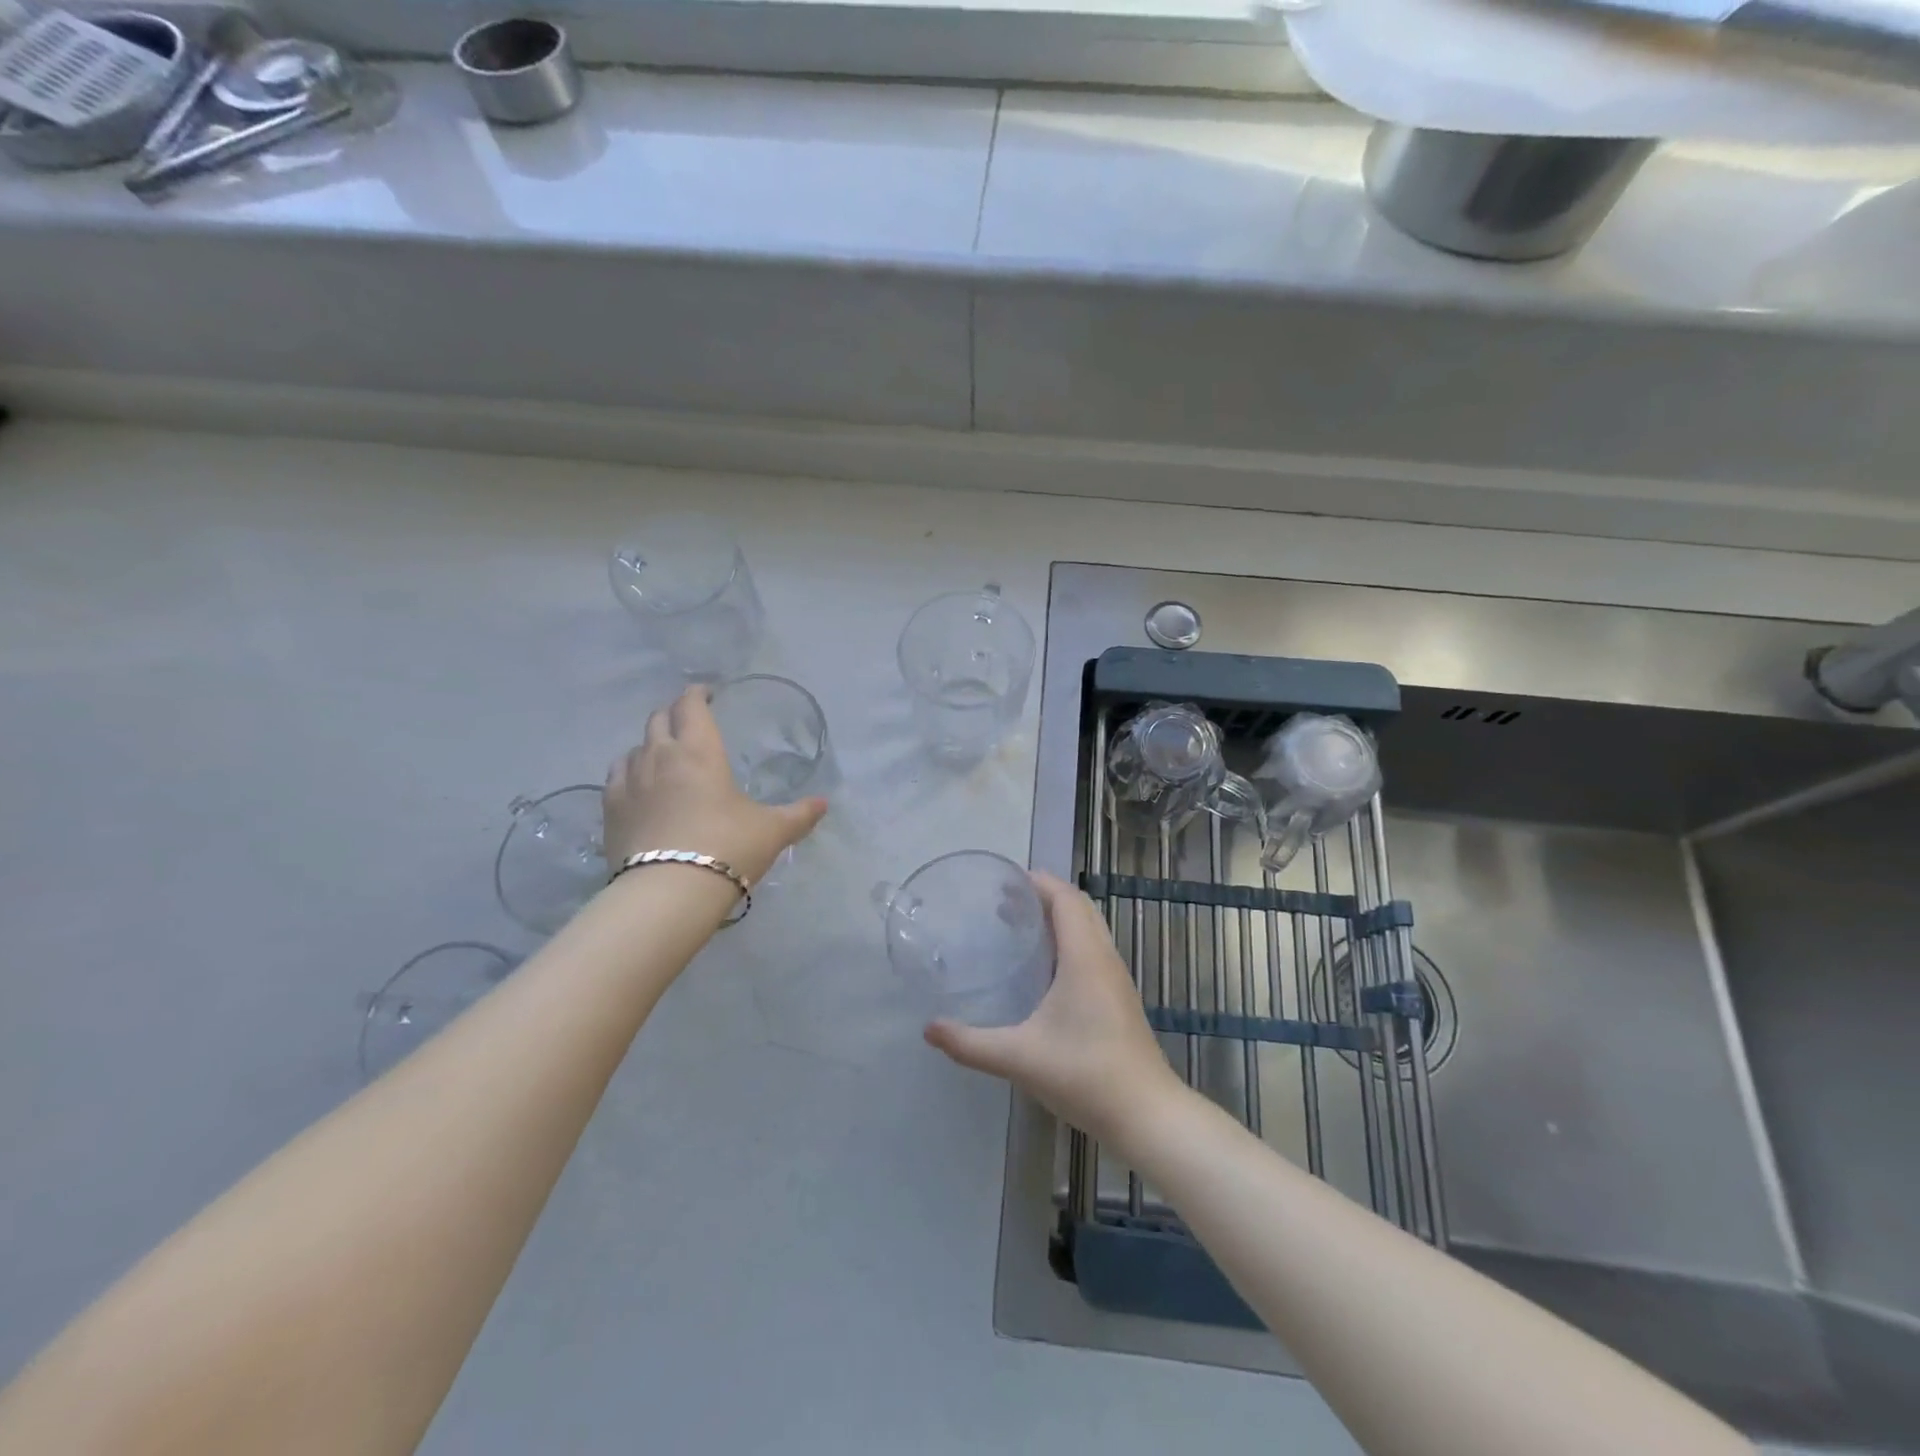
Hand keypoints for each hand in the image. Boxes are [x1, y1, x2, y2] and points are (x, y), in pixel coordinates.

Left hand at [604, 686, 826, 885]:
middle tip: (689, 721)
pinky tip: (638, 785)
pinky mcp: (610, 809)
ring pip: (635, 746)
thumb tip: (824, 804)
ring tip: (663, 756)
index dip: (698, 694)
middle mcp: (660, 756)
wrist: (669, 891)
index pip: (691, 706)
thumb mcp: (772, 831)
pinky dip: (629, 771)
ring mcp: (630, 781)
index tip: (706, 693)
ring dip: (650, 744)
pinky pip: (617, 775)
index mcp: (699, 751)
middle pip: (659, 719)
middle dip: (674, 714)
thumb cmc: (728, 847)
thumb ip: (799, 814)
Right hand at [924, 872, 1183, 1146]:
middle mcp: (1104, 958)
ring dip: (1059, 917)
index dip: (1038, 882)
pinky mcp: (1119, 998)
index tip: (1003, 881)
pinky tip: (1045, 968)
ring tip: (1020, 927)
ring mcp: (1116, 978)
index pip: (1065, 898)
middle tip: (1004, 903)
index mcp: (1084, 957)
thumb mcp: (1019, 1058)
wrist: (1146, 1114)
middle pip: (1079, 907)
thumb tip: (929, 1029)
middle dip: (1044, 895)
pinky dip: (1070, 939)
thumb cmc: (1085, 1075)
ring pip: (1090, 928)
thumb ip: (970, 1044)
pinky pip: (1094, 949)